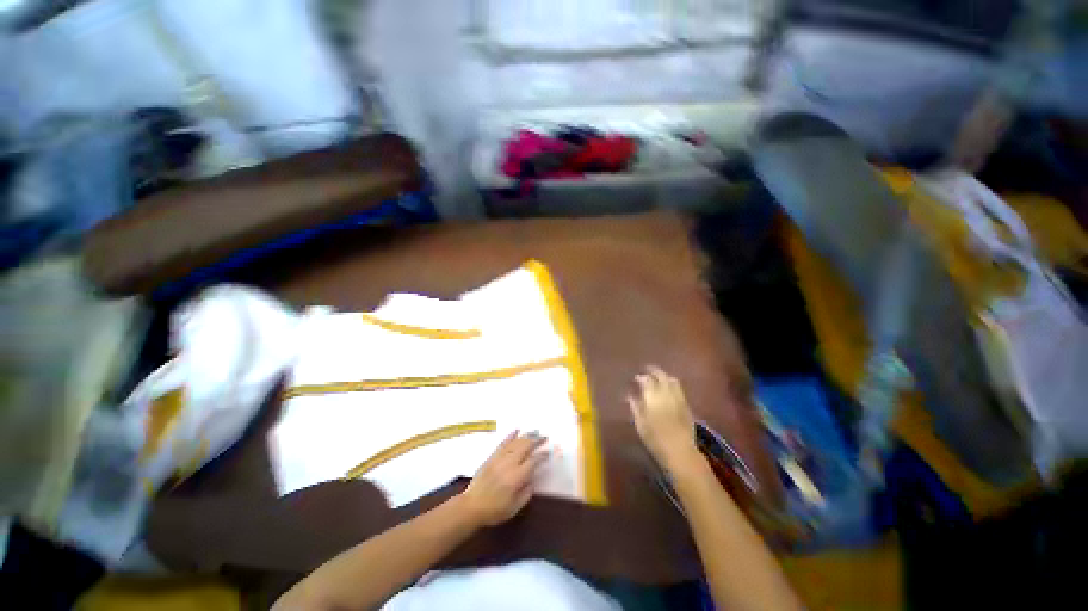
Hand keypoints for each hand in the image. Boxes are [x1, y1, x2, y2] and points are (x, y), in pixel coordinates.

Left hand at [460, 431, 547, 526]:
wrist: (472, 506)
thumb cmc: (495, 510)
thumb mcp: (514, 508)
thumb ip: (526, 493)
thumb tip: (533, 480)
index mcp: (516, 477)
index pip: (533, 461)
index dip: (542, 456)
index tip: (548, 452)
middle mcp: (509, 464)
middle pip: (525, 447)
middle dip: (536, 441)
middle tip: (544, 437)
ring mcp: (500, 458)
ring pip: (515, 443)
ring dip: (526, 436)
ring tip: (535, 432)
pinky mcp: (492, 457)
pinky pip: (503, 443)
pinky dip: (511, 435)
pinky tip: (517, 430)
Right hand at [628, 366, 699, 473]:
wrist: (680, 451)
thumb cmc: (655, 439)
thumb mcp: (640, 424)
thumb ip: (635, 406)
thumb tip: (630, 395)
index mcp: (652, 397)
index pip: (646, 380)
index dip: (641, 377)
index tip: (636, 378)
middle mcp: (666, 393)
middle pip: (660, 376)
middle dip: (653, 371)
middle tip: (647, 370)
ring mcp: (678, 398)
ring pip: (671, 380)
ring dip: (664, 375)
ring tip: (657, 377)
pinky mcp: (686, 404)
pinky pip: (679, 388)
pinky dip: (672, 383)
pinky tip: (668, 387)